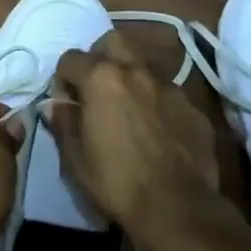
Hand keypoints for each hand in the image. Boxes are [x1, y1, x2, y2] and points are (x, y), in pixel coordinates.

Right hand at [51, 31, 219, 249]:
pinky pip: (169, 93)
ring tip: (129, 108)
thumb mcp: (75, 158)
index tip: (66, 101)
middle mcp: (136, 71)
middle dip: (100, 56)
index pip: (70, 58)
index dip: (63, 78)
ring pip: (144, 65)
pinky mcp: (193, 107)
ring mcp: (169, 86)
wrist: (178, 208)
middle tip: (96, 87)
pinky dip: (158, 102)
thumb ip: (64, 124)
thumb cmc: (116, 182)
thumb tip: (57, 106)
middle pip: (113, 42)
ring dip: (131, 77)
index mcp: (101, 79)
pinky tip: (158, 130)